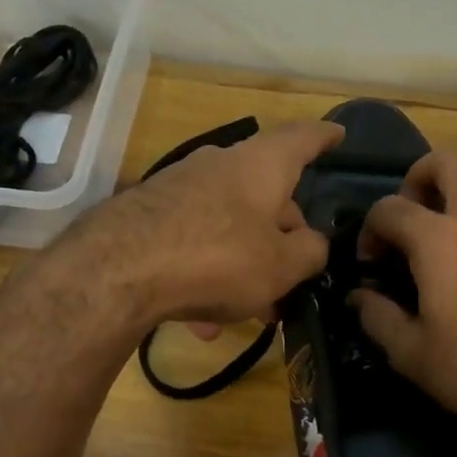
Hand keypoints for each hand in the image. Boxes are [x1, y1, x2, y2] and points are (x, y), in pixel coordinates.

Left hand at [62, 119, 343, 328]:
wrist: (118, 270)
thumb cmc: (219, 259)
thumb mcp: (282, 266)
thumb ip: (310, 252)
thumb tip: (312, 243)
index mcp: (261, 166)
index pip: (303, 138)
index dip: (324, 137)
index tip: (338, 135)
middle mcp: (219, 165)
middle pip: (264, 194)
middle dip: (282, 237)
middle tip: (293, 278)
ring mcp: (179, 187)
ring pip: (227, 226)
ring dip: (244, 266)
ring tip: (248, 312)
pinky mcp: (147, 215)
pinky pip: (193, 243)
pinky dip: (207, 274)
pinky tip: (200, 321)